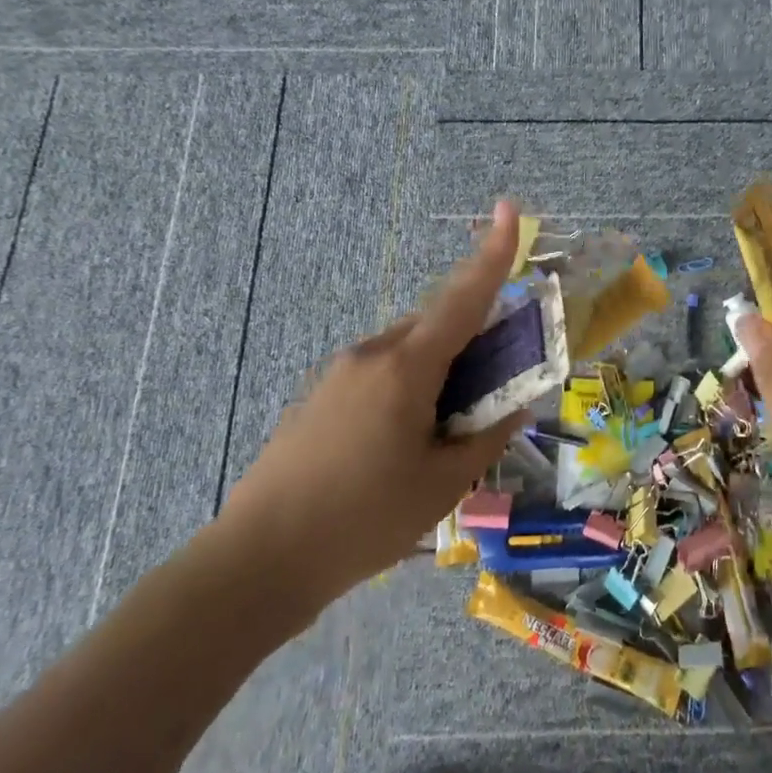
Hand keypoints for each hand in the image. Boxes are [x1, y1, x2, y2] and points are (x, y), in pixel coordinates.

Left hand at [218, 202, 529, 633]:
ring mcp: (339, 373)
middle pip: (438, 324)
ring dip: (440, 369)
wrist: (255, 563)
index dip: (491, 253)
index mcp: (406, 367)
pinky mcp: (320, 396)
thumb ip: (486, 436)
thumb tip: (516, 406)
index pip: (463, 298)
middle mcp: (372, 354)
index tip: (508, 209)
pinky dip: (409, 386)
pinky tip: (402, 444)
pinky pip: (381, 372)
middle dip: (474, 338)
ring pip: (409, 351)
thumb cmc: (362, 522)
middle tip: (496, 384)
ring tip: (445, 431)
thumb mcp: (442, 485)